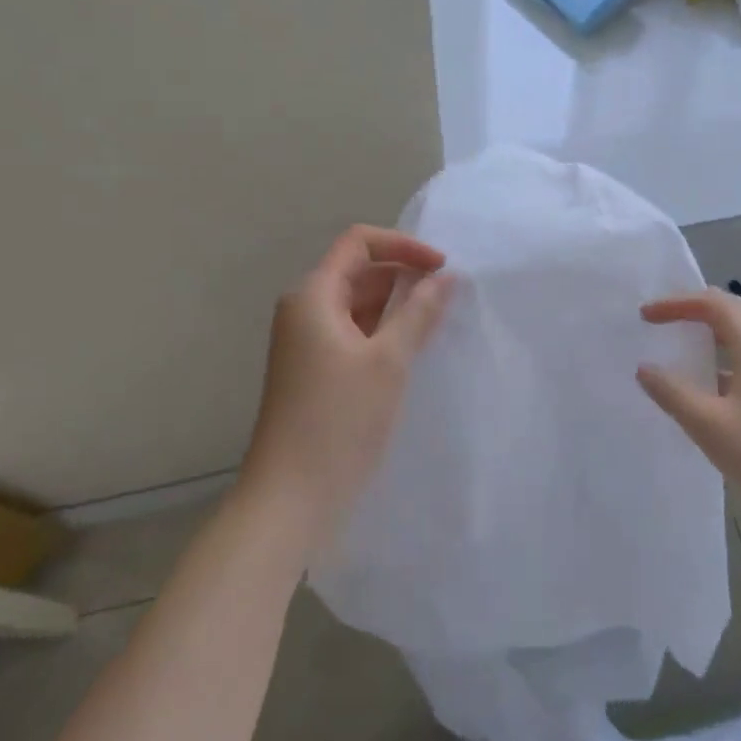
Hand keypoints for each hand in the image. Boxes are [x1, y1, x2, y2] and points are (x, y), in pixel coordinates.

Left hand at [239, 225, 453, 550]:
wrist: (290, 498)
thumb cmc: (339, 421)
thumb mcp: (388, 361)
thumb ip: (419, 312)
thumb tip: (445, 277)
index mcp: (313, 295)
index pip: (358, 243)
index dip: (402, 246)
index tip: (441, 267)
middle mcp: (305, 310)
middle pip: (358, 272)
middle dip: (404, 276)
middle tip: (449, 294)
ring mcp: (307, 342)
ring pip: (357, 305)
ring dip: (396, 306)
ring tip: (439, 319)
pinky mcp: (315, 370)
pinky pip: (353, 333)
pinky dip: (383, 332)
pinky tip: (414, 348)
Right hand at [636, 288, 740, 524]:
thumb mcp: (708, 426)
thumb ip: (672, 392)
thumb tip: (644, 368)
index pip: (714, 304)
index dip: (677, 303)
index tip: (646, 315)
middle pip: (734, 309)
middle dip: (695, 307)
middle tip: (662, 319)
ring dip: (713, 328)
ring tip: (682, 341)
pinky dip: (727, 351)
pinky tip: (711, 380)